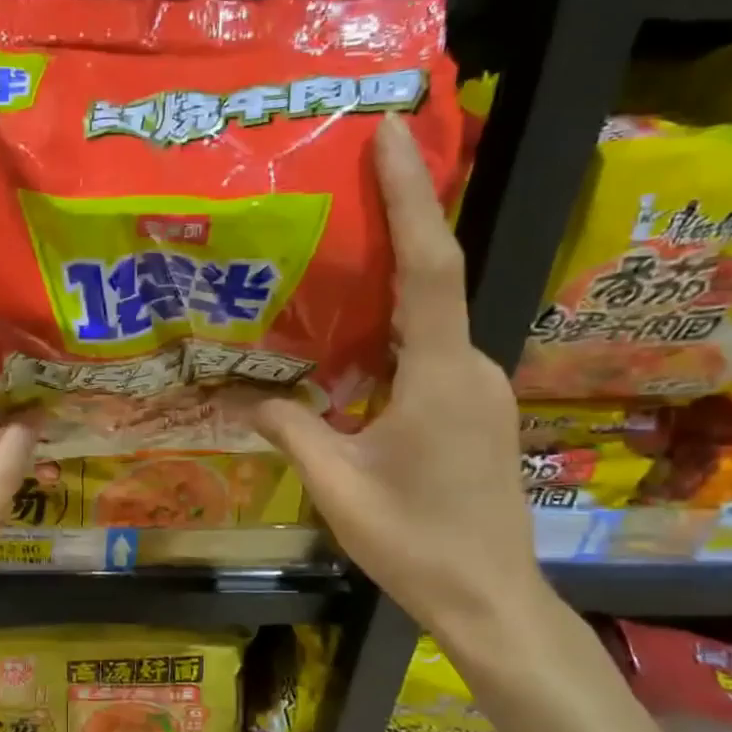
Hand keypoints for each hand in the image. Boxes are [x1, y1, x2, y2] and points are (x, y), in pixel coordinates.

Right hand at [251, 114, 542, 639]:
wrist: (490, 597)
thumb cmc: (415, 541)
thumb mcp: (338, 486)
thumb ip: (291, 430)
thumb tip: (242, 397)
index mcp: (440, 376)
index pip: (430, 267)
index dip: (412, 195)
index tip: (392, 134)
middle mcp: (470, 367)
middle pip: (431, 280)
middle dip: (393, 226)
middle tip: (339, 187)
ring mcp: (479, 389)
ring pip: (429, 319)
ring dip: (389, 284)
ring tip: (333, 258)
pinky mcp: (474, 410)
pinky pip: (430, 352)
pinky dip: (392, 332)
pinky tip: (350, 341)